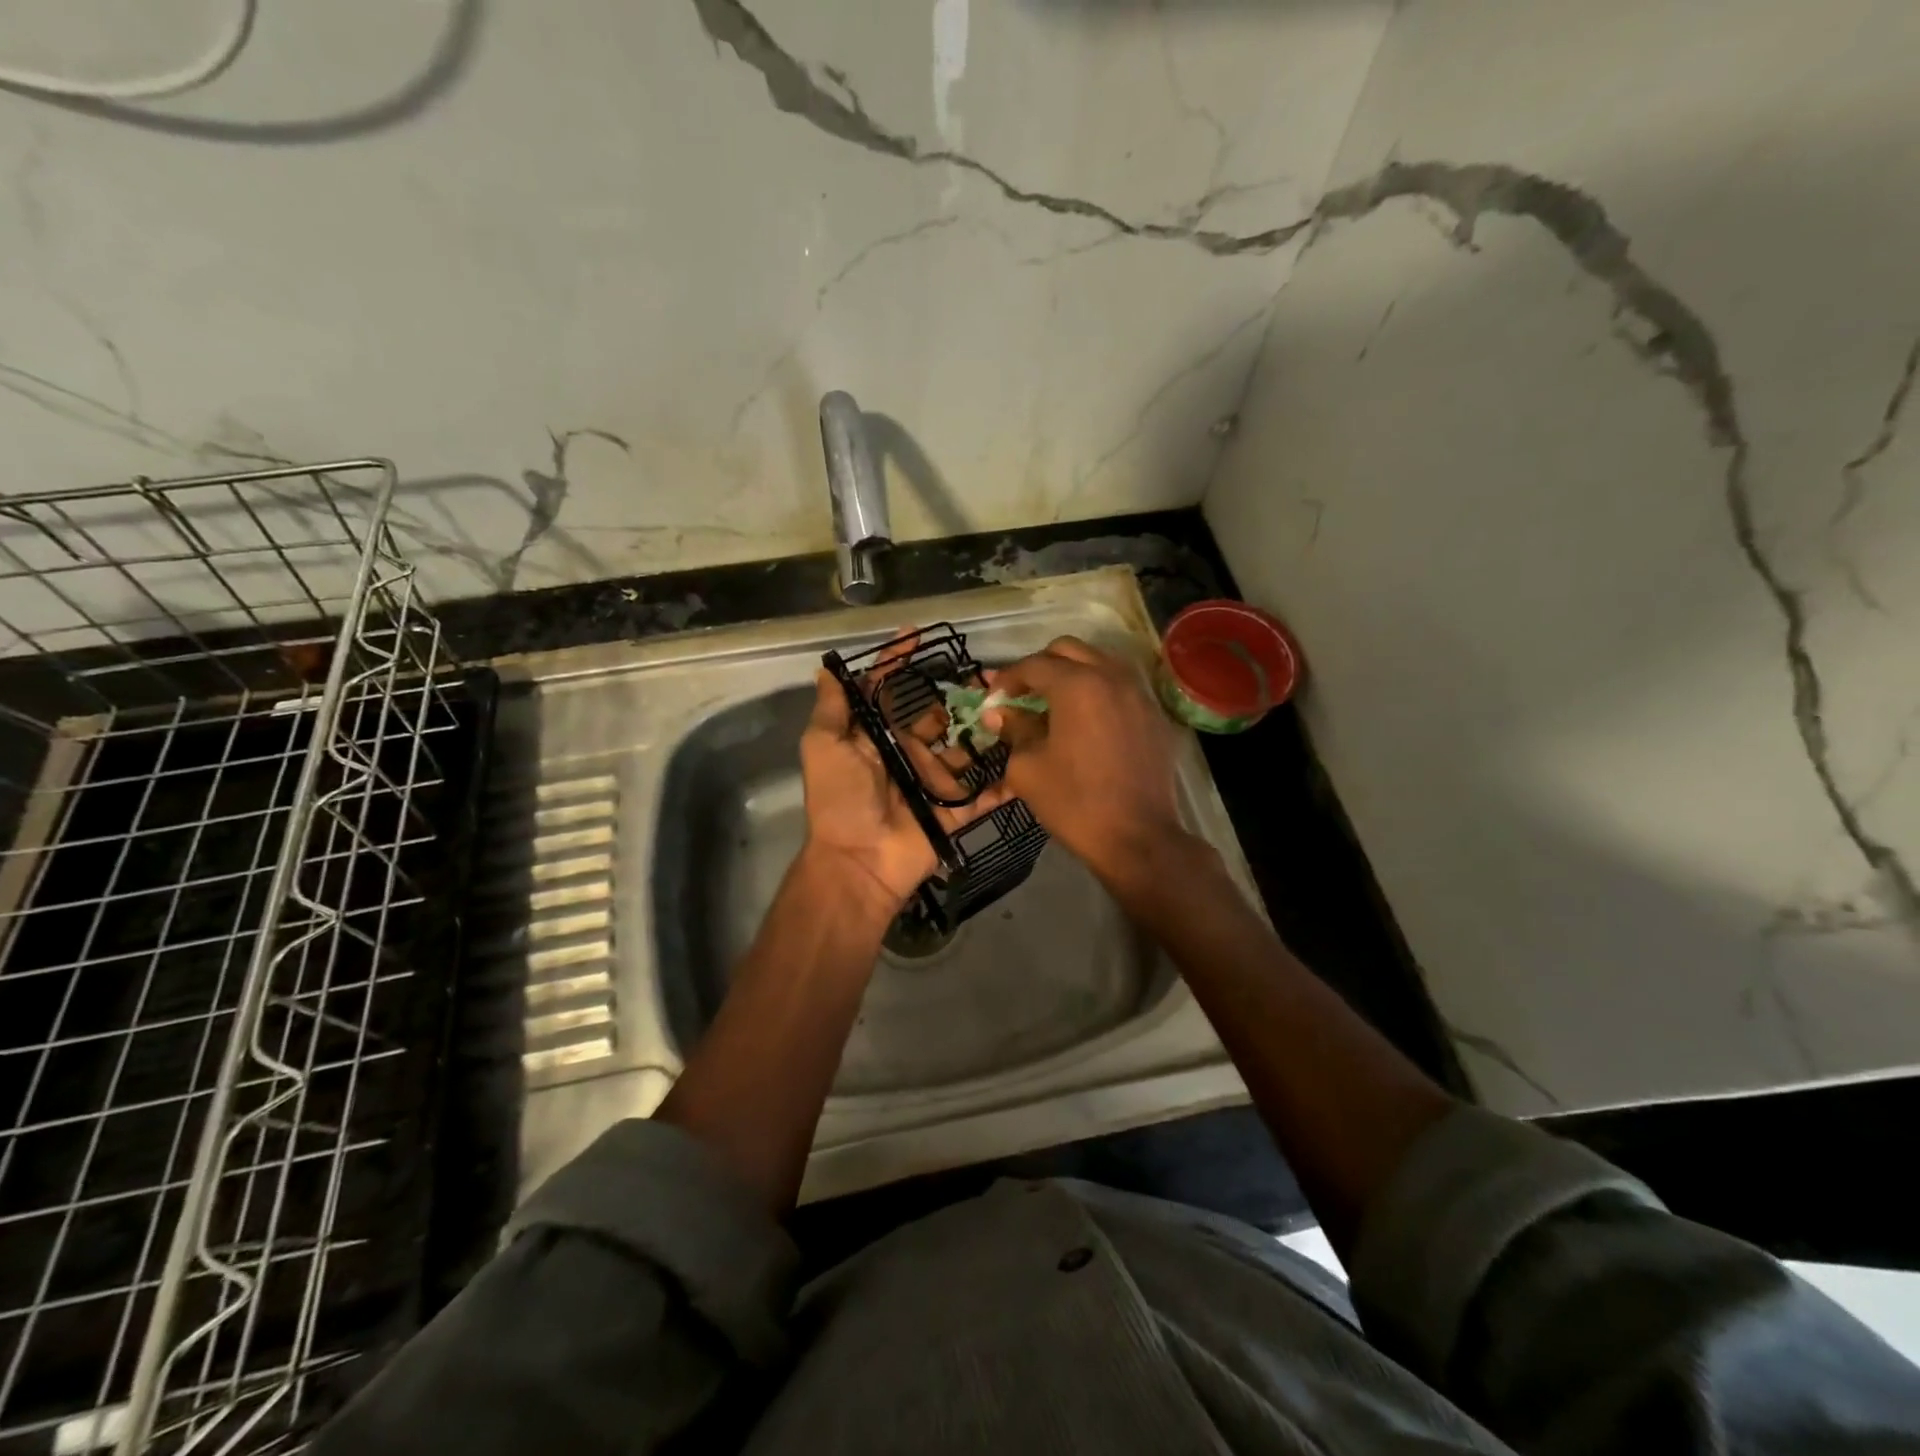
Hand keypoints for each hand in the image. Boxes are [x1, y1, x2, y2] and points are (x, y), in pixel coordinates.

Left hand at [800, 667, 1009, 908]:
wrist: (860, 861)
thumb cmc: (840, 799)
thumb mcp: (824, 748)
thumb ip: (832, 710)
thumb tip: (827, 670)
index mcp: (878, 738)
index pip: (889, 692)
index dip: (898, 662)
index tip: (915, 633)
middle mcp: (909, 754)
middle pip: (937, 717)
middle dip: (957, 695)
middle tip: (986, 675)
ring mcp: (936, 782)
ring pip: (967, 749)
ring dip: (988, 729)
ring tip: (1013, 705)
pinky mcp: (957, 808)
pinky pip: (986, 790)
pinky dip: (1008, 778)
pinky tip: (1031, 752)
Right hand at [984, 636, 1185, 886]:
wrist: (1137, 838)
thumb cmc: (1074, 802)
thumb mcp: (1028, 767)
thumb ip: (1014, 730)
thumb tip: (1000, 713)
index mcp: (1076, 685)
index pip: (1033, 665)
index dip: (1007, 678)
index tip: (993, 697)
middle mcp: (1112, 677)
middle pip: (1069, 650)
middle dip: (1040, 666)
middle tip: (1022, 693)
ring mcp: (1139, 695)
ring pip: (1100, 663)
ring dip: (1072, 674)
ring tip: (1054, 703)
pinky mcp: (1155, 717)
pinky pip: (1121, 688)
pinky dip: (1098, 692)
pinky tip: (1087, 722)